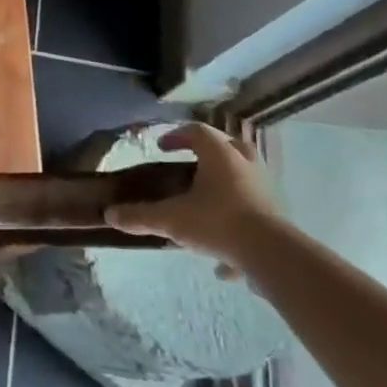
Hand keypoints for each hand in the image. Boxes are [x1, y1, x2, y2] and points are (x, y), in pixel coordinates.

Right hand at [106, 123, 280, 275]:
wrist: (272, 254)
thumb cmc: (218, 222)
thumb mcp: (172, 219)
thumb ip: (141, 216)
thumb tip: (110, 214)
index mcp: (220, 154)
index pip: (196, 131)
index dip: (176, 136)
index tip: (161, 148)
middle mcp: (244, 163)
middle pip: (226, 146)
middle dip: (206, 153)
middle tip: (188, 165)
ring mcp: (264, 187)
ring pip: (243, 174)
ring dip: (224, 182)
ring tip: (204, 203)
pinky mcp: (277, 212)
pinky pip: (253, 205)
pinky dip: (237, 216)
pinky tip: (223, 252)